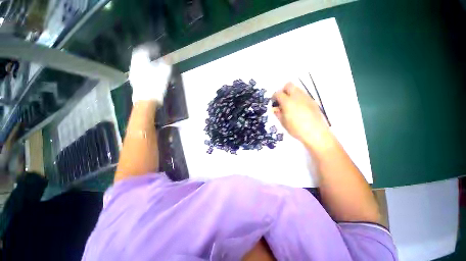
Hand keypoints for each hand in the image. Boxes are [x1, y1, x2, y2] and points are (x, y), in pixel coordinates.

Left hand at [129, 45, 171, 104]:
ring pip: (139, 63)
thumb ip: (166, 64)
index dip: (151, 47)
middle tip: (156, 55)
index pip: (144, 49)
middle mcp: (134, 65)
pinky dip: (145, 69)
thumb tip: (168, 58)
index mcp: (140, 60)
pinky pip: (140, 70)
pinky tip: (151, 73)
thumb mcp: (164, 73)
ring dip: (147, 62)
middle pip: (140, 56)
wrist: (146, 100)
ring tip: (154, 64)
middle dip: (148, 54)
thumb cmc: (155, 85)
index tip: (158, 48)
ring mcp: (133, 73)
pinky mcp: (135, 81)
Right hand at [272, 82, 332, 148]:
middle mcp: (297, 96)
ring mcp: (306, 98)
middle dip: (283, 90)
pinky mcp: (312, 101)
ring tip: (290, 105)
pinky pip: (303, 95)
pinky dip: (298, 98)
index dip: (274, 97)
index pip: (278, 93)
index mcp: (287, 102)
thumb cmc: (296, 129)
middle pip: (288, 85)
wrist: (315, 133)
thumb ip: (278, 113)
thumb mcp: (283, 122)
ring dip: (291, 93)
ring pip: (297, 89)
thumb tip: (275, 108)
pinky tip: (298, 108)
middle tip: (281, 100)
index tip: (273, 102)